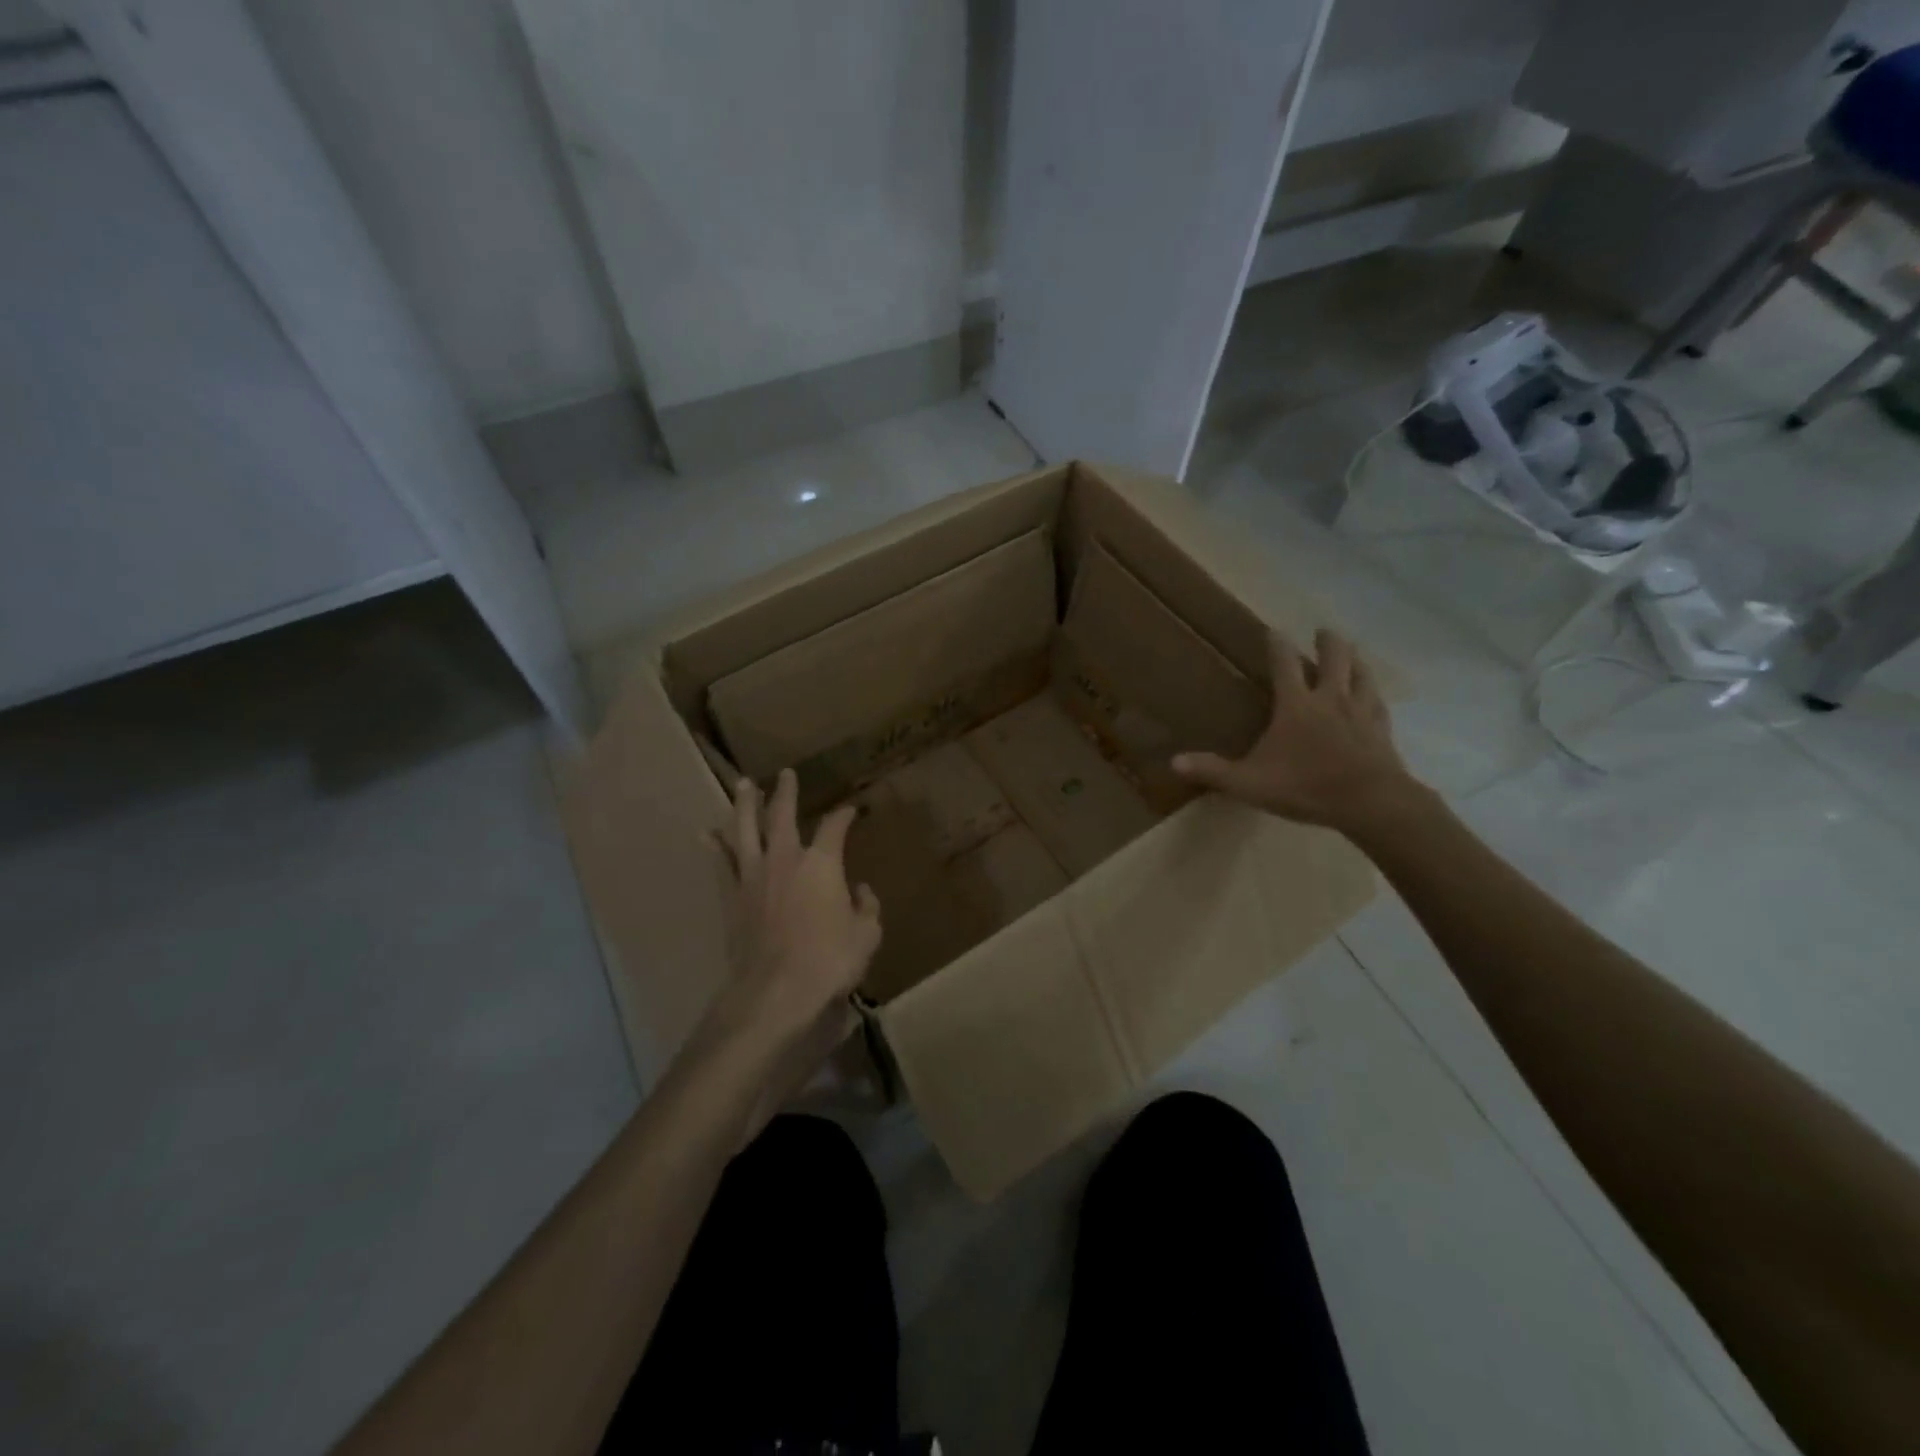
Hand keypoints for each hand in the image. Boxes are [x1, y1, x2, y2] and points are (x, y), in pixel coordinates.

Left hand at [690, 769, 882, 1134]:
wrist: (775, 991)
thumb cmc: (829, 961)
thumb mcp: (867, 935)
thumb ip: (867, 907)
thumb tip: (860, 890)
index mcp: (822, 862)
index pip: (835, 826)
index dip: (845, 814)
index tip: (851, 810)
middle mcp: (785, 858)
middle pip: (783, 815)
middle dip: (786, 792)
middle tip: (786, 774)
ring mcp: (753, 875)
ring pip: (745, 829)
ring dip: (745, 804)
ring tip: (744, 785)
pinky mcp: (732, 896)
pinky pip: (721, 863)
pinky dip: (713, 846)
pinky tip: (705, 833)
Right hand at [1172, 629, 1426, 838]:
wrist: (1370, 802)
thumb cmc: (1305, 786)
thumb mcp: (1249, 782)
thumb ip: (1213, 771)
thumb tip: (1174, 762)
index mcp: (1296, 705)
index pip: (1284, 664)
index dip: (1277, 645)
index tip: (1274, 630)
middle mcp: (1330, 699)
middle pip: (1334, 658)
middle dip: (1327, 641)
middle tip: (1322, 632)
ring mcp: (1362, 712)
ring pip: (1361, 674)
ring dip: (1355, 660)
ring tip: (1352, 653)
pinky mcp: (1382, 730)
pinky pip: (1378, 703)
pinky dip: (1373, 694)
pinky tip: (1373, 697)